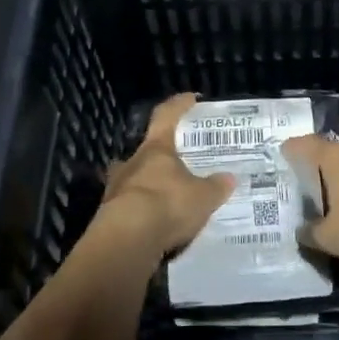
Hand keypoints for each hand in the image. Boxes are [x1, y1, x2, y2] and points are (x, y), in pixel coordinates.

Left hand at [96, 94, 234, 259]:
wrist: (127, 240)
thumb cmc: (167, 205)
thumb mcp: (203, 197)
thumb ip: (216, 186)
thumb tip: (229, 178)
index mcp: (156, 149)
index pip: (166, 116)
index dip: (179, 105)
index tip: (191, 99)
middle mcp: (132, 163)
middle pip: (146, 150)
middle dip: (161, 154)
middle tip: (177, 161)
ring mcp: (116, 189)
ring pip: (134, 178)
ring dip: (148, 184)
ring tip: (166, 195)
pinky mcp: (109, 216)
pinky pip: (129, 207)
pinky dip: (142, 212)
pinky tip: (155, 223)